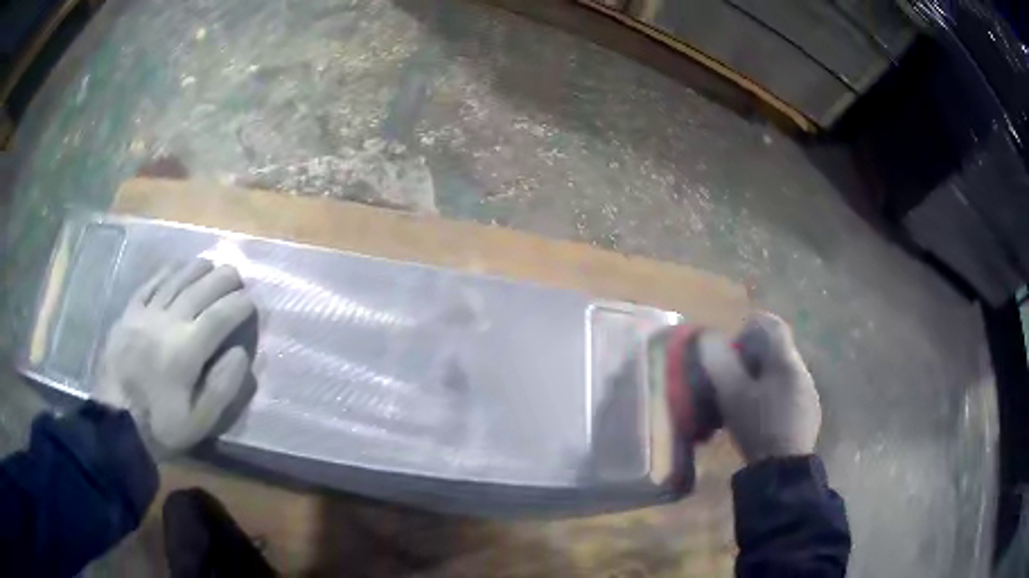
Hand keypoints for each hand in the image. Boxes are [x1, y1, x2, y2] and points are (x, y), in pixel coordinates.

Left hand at [94, 259, 255, 453]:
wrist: (116, 423)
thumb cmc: (161, 426)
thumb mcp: (199, 422)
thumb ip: (223, 387)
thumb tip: (241, 353)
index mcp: (186, 351)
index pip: (220, 317)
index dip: (239, 306)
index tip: (252, 303)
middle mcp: (167, 323)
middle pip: (200, 289)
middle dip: (223, 279)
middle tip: (237, 277)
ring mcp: (145, 314)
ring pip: (176, 280)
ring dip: (197, 269)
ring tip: (212, 265)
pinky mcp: (129, 313)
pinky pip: (150, 284)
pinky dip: (167, 272)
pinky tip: (176, 268)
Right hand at [698, 312, 820, 463]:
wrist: (783, 469)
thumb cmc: (757, 427)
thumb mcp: (731, 395)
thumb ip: (720, 363)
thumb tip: (709, 338)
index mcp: (785, 361)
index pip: (771, 325)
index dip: (749, 328)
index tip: (732, 349)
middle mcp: (802, 370)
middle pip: (777, 349)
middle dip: (753, 357)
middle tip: (732, 378)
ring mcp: (808, 393)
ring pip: (783, 372)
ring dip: (763, 378)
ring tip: (745, 401)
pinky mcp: (809, 413)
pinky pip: (790, 391)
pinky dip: (774, 395)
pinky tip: (762, 418)